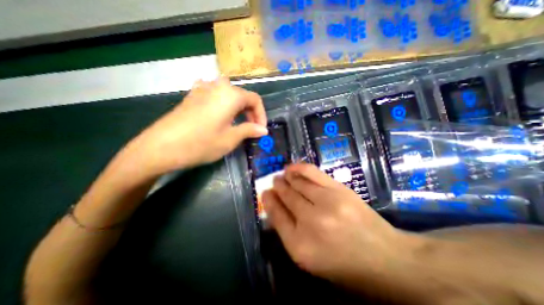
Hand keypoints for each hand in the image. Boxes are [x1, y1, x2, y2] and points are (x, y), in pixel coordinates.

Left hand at [128, 77, 266, 175]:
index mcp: (231, 95)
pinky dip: (223, 104)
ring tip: (238, 123)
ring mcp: (203, 88)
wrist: (161, 147)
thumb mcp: (230, 139)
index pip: (255, 100)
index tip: (261, 130)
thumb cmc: (201, 143)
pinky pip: (215, 95)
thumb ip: (249, 130)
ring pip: (229, 94)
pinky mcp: (192, 95)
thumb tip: (263, 130)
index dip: (261, 115)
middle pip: (243, 96)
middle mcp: (218, 86)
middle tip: (251, 129)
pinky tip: (220, 113)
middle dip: (251, 112)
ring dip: (238, 108)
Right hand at [264, 164, 417, 285]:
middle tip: (274, 181)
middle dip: (277, 187)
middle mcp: (310, 222)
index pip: (276, 216)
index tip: (265, 192)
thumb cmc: (344, 264)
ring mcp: (326, 203)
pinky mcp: (339, 190)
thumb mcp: (309, 258)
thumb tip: (275, 207)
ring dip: (286, 177)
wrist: (386, 258)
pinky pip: (312, 173)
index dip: (269, 201)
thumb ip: (288, 233)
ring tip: (282, 174)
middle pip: (286, 197)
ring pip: (297, 183)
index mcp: (299, 246)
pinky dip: (299, 168)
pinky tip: (292, 168)